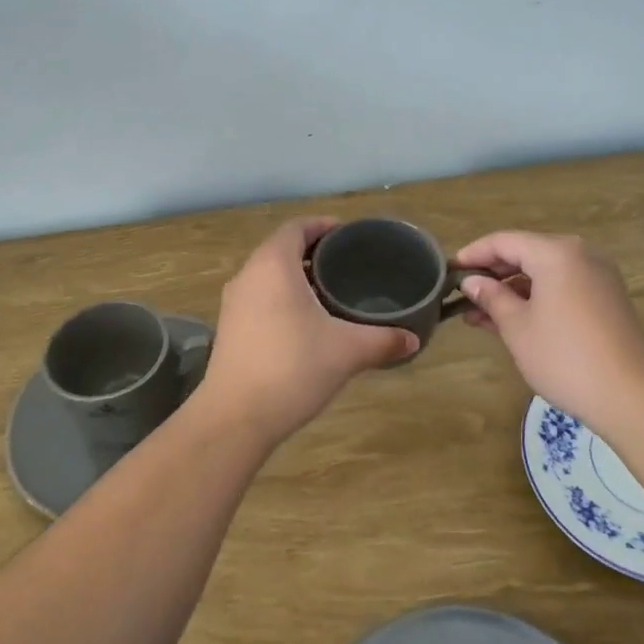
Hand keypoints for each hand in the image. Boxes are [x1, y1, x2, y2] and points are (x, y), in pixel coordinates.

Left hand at [196, 218, 417, 445]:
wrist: (235, 417)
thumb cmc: (292, 368)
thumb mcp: (347, 351)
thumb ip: (383, 340)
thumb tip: (412, 339)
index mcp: (273, 265)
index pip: (297, 227)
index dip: (323, 225)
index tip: (349, 234)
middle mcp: (248, 275)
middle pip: (281, 249)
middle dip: (313, 252)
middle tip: (348, 263)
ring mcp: (233, 303)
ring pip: (268, 275)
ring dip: (297, 277)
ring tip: (331, 292)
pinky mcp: (230, 329)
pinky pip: (259, 298)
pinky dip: (282, 298)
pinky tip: (306, 323)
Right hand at [454, 230, 643, 437]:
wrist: (634, 396)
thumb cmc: (565, 357)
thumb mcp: (517, 327)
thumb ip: (492, 298)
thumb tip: (472, 282)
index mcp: (556, 252)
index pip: (503, 241)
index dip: (473, 254)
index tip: (447, 271)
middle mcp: (580, 255)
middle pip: (525, 253)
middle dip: (492, 275)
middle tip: (462, 296)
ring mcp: (597, 277)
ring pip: (543, 274)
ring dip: (512, 291)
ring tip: (479, 316)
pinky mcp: (606, 300)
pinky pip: (561, 288)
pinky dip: (535, 300)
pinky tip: (512, 322)